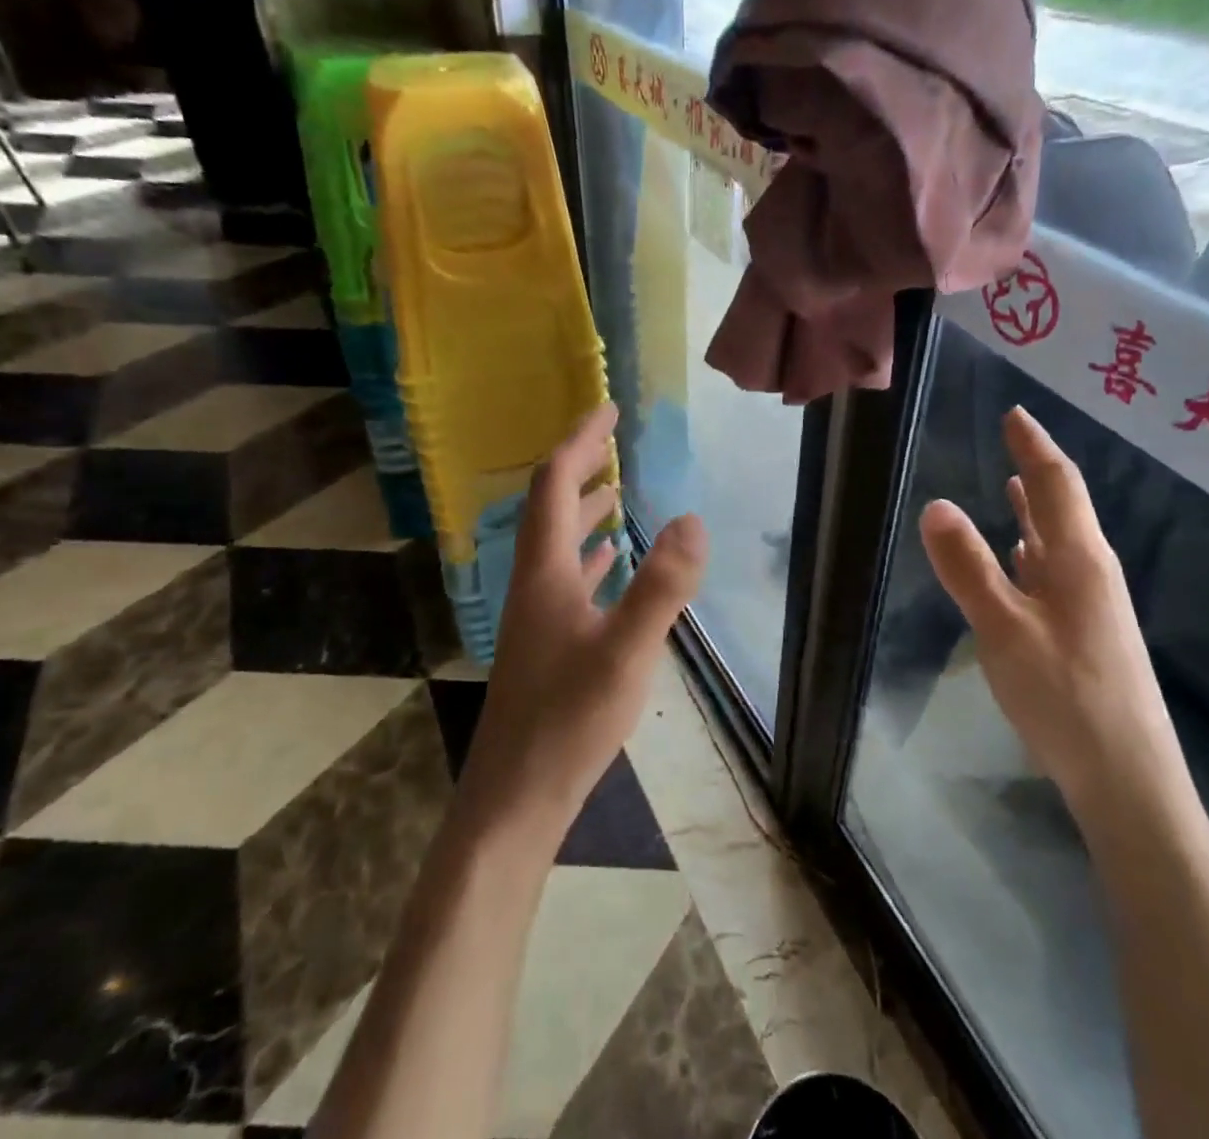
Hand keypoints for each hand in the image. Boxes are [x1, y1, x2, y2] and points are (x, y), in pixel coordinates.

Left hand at [455, 403, 707, 840]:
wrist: (516, 798)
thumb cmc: (568, 721)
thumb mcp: (626, 651)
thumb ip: (661, 586)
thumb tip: (692, 519)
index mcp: (545, 572)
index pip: (555, 484)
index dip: (580, 442)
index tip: (608, 409)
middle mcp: (534, 584)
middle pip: (550, 508)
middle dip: (581, 468)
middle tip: (613, 441)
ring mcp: (537, 617)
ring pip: (558, 545)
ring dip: (583, 512)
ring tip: (613, 494)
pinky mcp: (548, 645)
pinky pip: (568, 580)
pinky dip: (589, 557)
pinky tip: (608, 565)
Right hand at [919, 406, 1183, 819]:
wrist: (1129, 780)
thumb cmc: (1066, 696)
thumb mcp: (1004, 629)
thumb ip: (969, 567)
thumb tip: (936, 503)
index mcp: (1079, 559)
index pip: (1056, 483)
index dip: (1034, 445)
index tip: (1014, 413)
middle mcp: (1092, 571)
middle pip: (1064, 506)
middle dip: (1038, 468)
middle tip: (1012, 439)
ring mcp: (1092, 605)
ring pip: (1060, 540)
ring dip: (1037, 509)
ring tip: (1015, 484)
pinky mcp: (1086, 634)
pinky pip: (1056, 572)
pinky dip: (1035, 550)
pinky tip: (1022, 558)